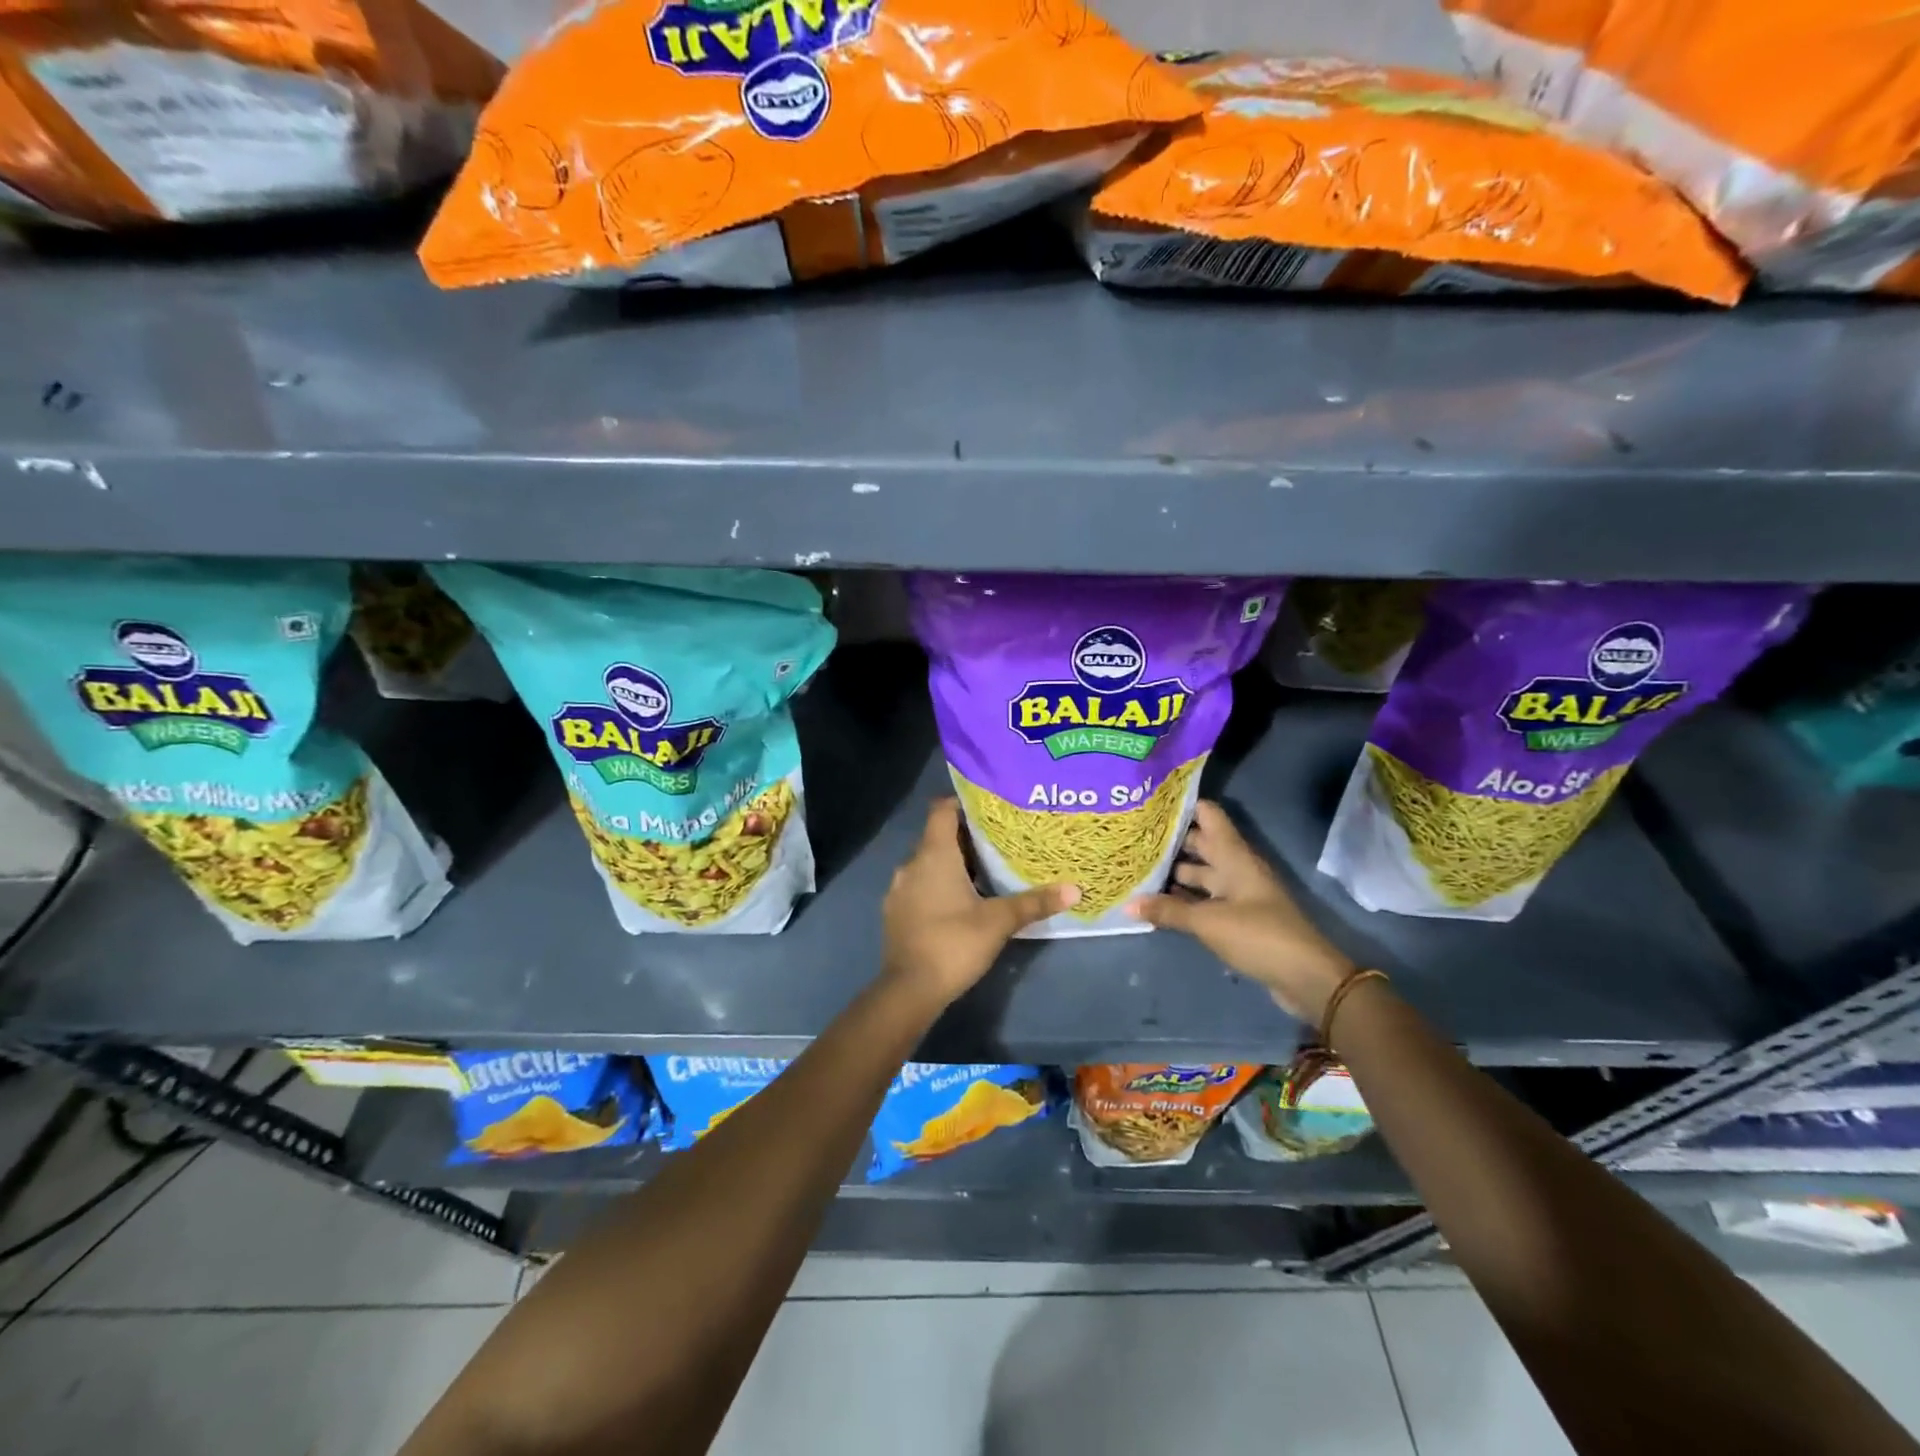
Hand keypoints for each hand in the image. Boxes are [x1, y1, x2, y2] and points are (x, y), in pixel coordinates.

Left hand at [882, 798, 1078, 1007]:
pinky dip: (939, 886)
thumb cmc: (954, 943)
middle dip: (968, 838)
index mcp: (933, 855)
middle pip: (939, 837)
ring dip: (954, 865)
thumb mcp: (999, 922)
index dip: (964, 803)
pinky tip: (962, 902)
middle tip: (1001, 841)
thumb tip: (1074, 889)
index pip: (942, 810)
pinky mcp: (896, 912)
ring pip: (929, 864)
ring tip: (987, 872)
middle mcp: (911, 864)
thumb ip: (1034, 902)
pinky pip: (920, 886)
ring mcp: (900, 889)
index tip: (991, 808)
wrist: (909, 990)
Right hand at [1128, 800, 1355, 1023]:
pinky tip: (1156, 903)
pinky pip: (1204, 901)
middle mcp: (1235, 868)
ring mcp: (1237, 894)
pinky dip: (1183, 900)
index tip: (1148, 803)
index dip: (1182, 805)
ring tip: (1136, 869)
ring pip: (1200, 874)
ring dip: (1173, 873)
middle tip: (1131, 837)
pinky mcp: (1236, 918)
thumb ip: (1168, 910)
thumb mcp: (1209, 921)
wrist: (1306, 978)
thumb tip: (1128, 903)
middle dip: (1168, 841)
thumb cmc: (1259, 935)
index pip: (1208, 815)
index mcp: (1234, 856)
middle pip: (1200, 844)